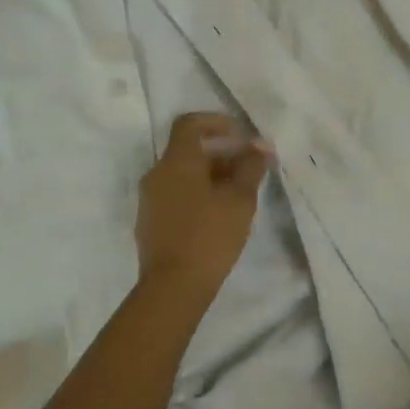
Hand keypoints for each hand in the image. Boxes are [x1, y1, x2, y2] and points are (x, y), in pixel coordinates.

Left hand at [135, 112, 270, 299]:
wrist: (173, 286)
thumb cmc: (209, 235)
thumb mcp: (240, 199)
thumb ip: (250, 167)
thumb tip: (259, 147)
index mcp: (176, 161)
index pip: (189, 124)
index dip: (216, 122)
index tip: (241, 135)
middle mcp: (157, 173)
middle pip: (187, 150)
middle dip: (220, 153)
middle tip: (249, 167)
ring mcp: (150, 199)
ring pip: (181, 174)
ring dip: (210, 175)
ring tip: (239, 193)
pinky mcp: (150, 222)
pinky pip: (175, 194)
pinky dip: (196, 193)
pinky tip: (218, 214)